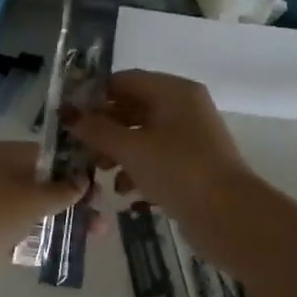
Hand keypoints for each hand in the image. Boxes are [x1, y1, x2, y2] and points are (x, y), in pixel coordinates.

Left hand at [0, 141, 89, 274]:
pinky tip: (59, 248)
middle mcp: (0, 172)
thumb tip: (83, 181)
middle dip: (74, 201)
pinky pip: (19, 228)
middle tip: (100, 223)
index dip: (78, 171)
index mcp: (10, 155)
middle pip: (45, 183)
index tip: (101, 191)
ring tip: (89, 238)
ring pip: (34, 208)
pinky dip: (36, 235)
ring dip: (59, 220)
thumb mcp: (32, 199)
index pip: (52, 155)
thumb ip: (61, 191)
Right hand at [62, 71, 254, 238]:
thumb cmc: (177, 170)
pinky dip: (136, 170)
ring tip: (99, 173)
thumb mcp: (130, 148)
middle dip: (104, 129)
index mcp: (173, 92)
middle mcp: (183, 108)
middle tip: (80, 148)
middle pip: (132, 109)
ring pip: (141, 135)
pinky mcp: (190, 165)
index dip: (94, 96)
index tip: (69, 117)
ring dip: (117, 152)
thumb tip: (69, 115)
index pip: (125, 81)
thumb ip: (97, 130)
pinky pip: (155, 158)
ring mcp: (189, 138)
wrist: (228, 215)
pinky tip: (124, 191)